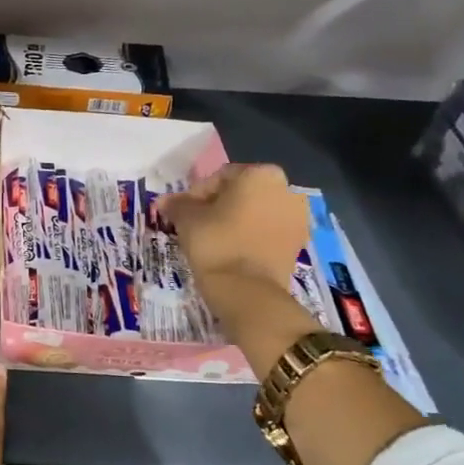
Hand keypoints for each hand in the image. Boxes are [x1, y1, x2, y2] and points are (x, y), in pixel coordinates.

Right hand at [157, 163, 310, 299]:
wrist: (247, 290)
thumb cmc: (216, 243)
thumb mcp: (187, 219)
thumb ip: (177, 204)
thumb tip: (164, 201)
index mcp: (261, 174)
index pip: (220, 176)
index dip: (197, 193)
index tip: (184, 212)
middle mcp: (286, 189)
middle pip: (242, 192)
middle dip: (219, 206)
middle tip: (198, 224)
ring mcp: (298, 217)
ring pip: (257, 212)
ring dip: (236, 221)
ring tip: (214, 239)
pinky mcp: (299, 243)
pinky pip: (268, 231)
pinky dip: (251, 236)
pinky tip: (233, 251)